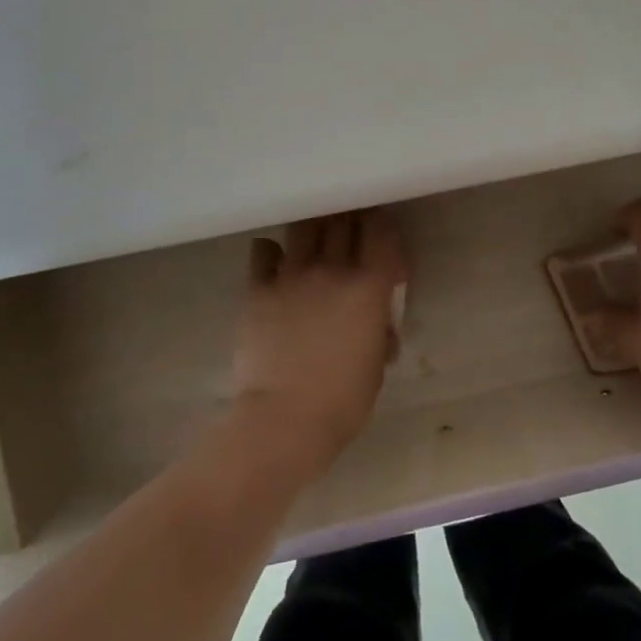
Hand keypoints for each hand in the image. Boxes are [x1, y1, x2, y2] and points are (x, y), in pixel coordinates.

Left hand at [230, 210, 405, 473]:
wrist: (284, 420)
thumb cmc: (343, 400)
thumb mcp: (377, 364)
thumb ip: (380, 330)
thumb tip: (377, 322)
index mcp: (369, 286)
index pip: (381, 231)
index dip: (383, 227)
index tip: (382, 237)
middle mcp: (332, 269)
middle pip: (343, 220)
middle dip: (350, 221)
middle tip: (350, 233)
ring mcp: (291, 275)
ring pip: (304, 227)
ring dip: (313, 229)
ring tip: (315, 240)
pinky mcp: (258, 288)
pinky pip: (264, 250)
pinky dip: (272, 251)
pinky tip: (276, 263)